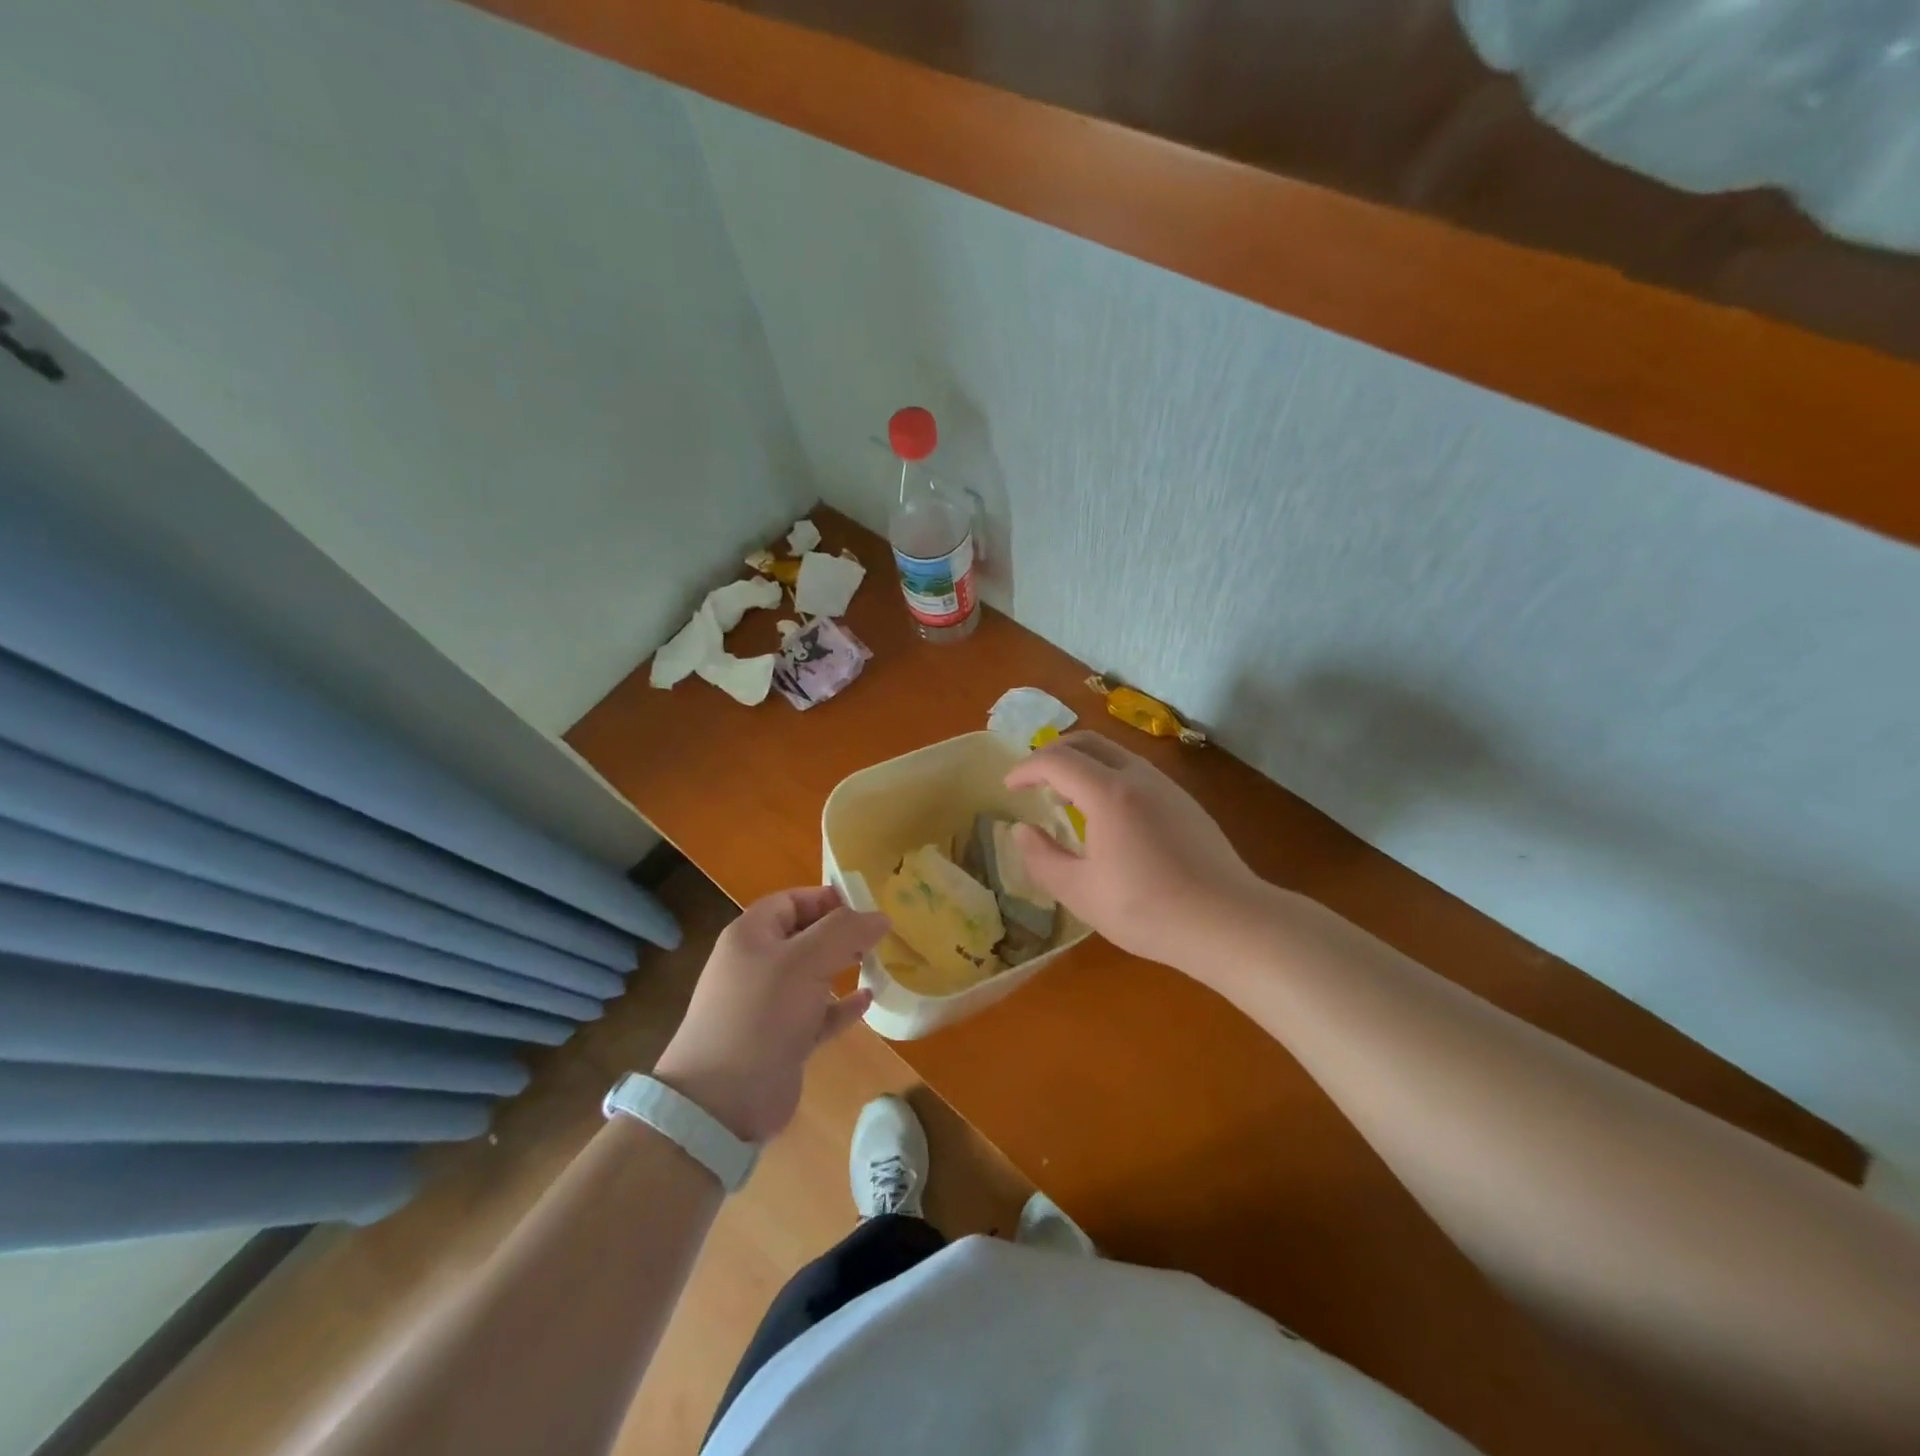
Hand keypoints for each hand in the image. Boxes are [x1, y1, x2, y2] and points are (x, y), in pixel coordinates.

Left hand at [653, 886, 885, 1142]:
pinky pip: (818, 1013)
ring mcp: (768, 1005)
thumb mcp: (805, 960)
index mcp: (751, 936)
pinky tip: (868, 1000)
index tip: (867, 906)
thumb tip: (880, 916)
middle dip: (840, 933)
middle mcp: (757, 965)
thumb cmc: (762, 1014)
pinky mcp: (782, 1040)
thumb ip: (845, 931)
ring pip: (812, 975)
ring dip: (843, 967)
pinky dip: (841, 1006)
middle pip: (804, 936)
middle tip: (880, 935)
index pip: (791, 901)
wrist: (722, 1102)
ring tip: (878, 961)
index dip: (827, 899)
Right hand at [1004, 732, 1265, 976]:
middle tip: (1033, 781)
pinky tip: (1108, 816)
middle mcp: (1138, 777)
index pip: (1056, 761)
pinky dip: (1108, 777)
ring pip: (1115, 754)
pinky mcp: (1185, 803)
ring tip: (1067, 798)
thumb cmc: (1148, 910)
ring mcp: (1167, 787)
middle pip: (1088, 742)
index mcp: (1108, 793)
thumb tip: (1021, 831)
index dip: (1026, 768)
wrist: (1229, 921)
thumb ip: (1042, 858)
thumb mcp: (1081, 893)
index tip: (1008, 786)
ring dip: (1083, 764)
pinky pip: (1136, 772)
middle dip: (1053, 754)